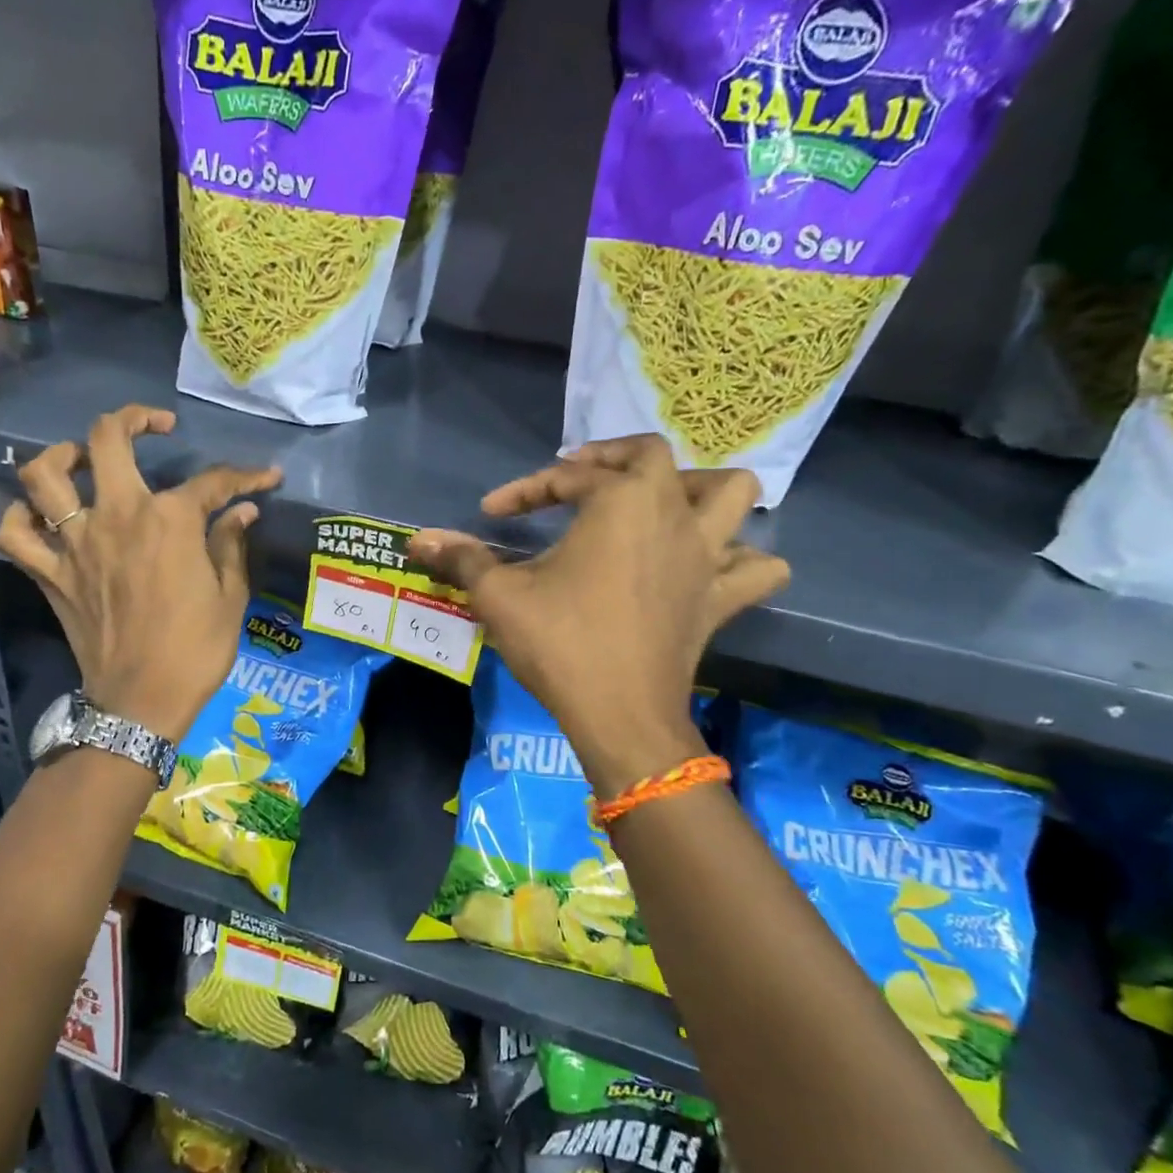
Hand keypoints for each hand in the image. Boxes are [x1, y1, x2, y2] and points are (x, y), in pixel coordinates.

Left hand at [0, 405, 281, 741]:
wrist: (142, 702)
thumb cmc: (196, 650)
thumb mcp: (230, 597)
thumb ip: (231, 545)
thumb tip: (243, 512)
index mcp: (170, 521)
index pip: (212, 482)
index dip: (244, 476)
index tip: (265, 477)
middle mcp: (117, 516)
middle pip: (107, 439)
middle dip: (134, 419)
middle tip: (154, 426)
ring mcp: (75, 543)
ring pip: (44, 475)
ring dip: (62, 455)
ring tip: (83, 459)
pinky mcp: (49, 573)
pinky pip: (15, 533)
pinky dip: (22, 518)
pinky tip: (43, 517)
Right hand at [409, 437, 788, 796]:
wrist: (620, 716)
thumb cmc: (561, 644)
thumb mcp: (500, 596)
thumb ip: (462, 559)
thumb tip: (417, 541)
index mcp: (621, 502)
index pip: (567, 477)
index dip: (526, 489)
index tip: (492, 514)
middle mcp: (672, 515)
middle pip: (655, 456)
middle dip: (612, 459)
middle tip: (579, 481)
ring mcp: (707, 556)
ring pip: (732, 495)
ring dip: (698, 489)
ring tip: (660, 505)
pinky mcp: (721, 599)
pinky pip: (755, 568)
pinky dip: (740, 559)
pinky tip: (708, 567)